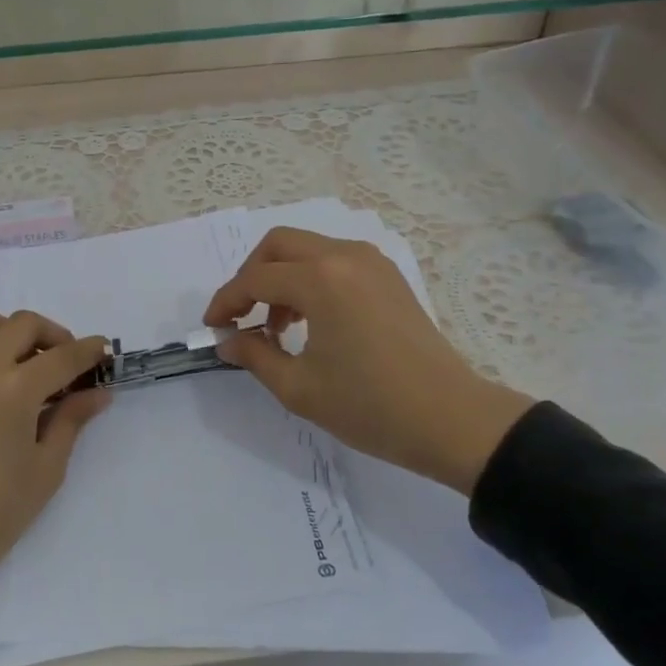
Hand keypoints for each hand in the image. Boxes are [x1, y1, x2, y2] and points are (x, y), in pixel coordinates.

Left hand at [0, 308, 107, 665]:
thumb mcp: (44, 470)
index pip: (63, 356)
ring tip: (23, 364)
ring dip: (12, 332)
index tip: (104, 351)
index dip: (90, 351)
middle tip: (66, 363)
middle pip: (25, 324)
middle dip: (54, 335)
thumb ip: (71, 420)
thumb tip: (98, 391)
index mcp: (15, 389)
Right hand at [203, 227, 532, 493]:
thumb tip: (228, 341)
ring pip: (308, 249)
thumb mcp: (300, 388)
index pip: (256, 279)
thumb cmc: (371, 406)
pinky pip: (334, 260)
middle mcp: (344, 257)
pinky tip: (311, 320)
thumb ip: (255, 356)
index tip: (212, 327)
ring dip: (281, 277)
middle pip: (279, 245)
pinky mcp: (387, 276)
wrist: (452, 420)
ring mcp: (371, 262)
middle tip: (241, 315)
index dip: (226, 302)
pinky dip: (310, 279)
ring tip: (277, 327)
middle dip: (250, 276)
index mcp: (320, 280)